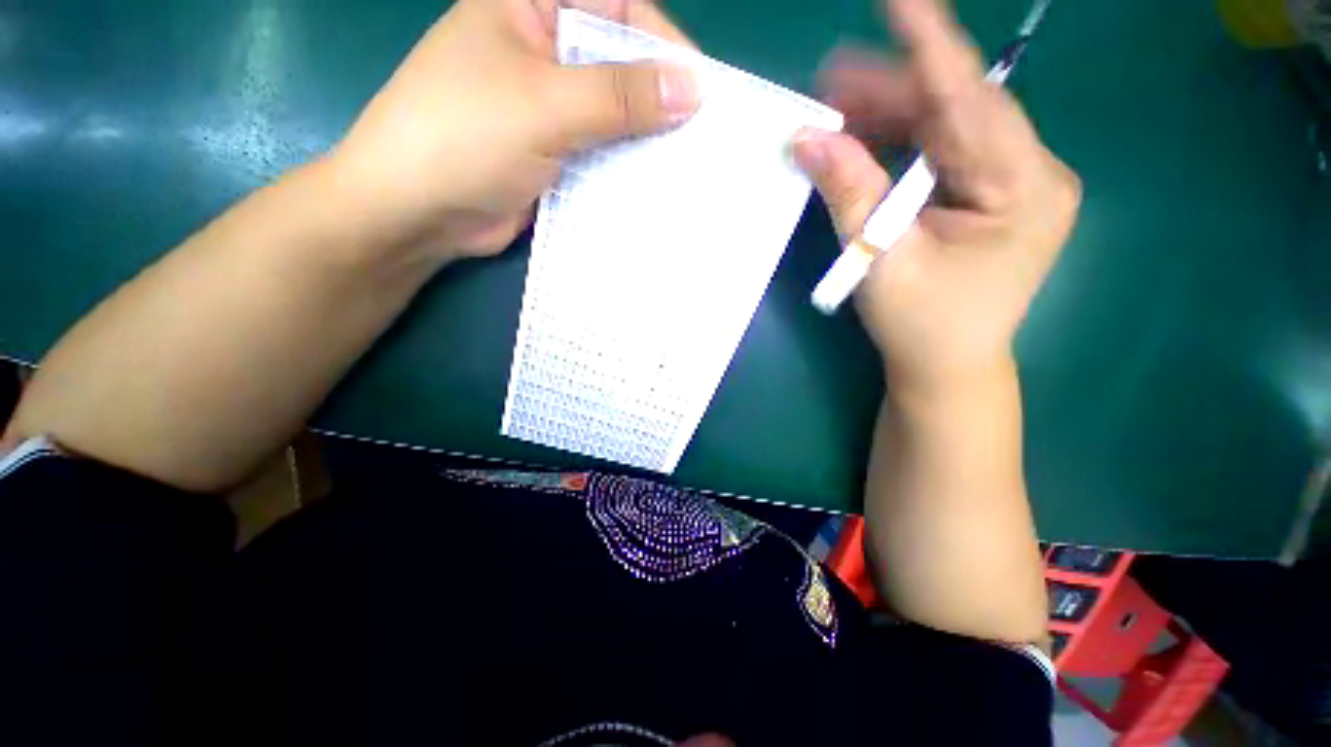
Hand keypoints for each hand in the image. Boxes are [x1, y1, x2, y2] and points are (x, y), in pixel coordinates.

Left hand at [329, 0, 699, 259]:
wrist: (418, 211)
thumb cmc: (466, 138)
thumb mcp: (546, 104)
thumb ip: (619, 96)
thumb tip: (692, 90)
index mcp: (531, 7)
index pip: (618, 7)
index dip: (663, 44)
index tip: (698, 92)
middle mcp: (545, 51)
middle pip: (619, 65)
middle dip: (657, 101)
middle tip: (698, 138)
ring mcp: (550, 108)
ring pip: (613, 116)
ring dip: (645, 142)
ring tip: (684, 168)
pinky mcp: (554, 154)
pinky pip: (601, 153)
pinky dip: (625, 170)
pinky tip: (651, 188)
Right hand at [793, 0, 1079, 396]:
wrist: (945, 369)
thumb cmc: (922, 327)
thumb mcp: (883, 261)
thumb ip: (850, 194)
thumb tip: (807, 139)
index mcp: (1025, 187)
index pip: (974, 98)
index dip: (931, 45)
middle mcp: (1029, 174)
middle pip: (957, 110)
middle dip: (892, 91)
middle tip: (828, 84)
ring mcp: (1008, 185)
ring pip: (945, 130)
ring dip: (889, 118)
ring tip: (834, 110)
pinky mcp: (985, 199)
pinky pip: (939, 156)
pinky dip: (897, 147)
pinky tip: (861, 142)